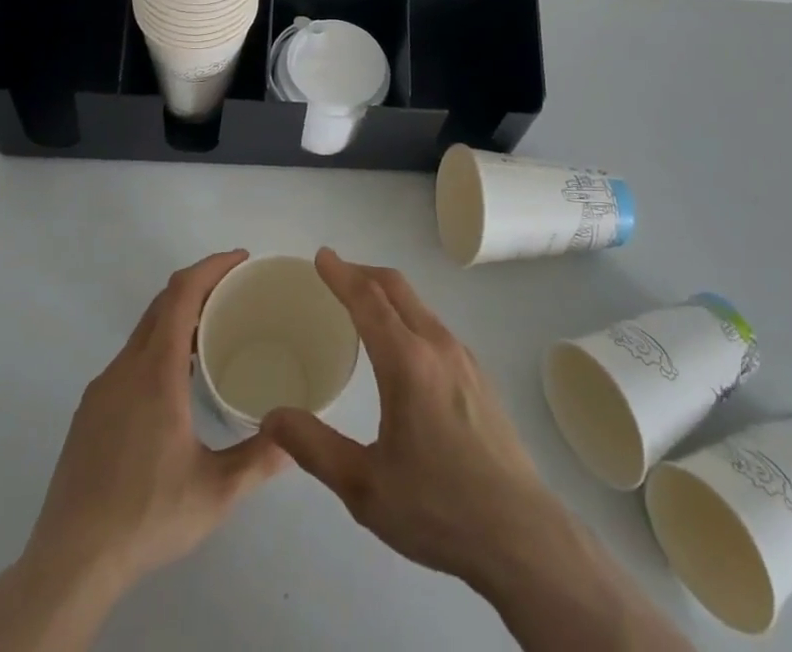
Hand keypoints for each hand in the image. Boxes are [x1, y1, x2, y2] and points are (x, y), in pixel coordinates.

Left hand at [30, 249, 288, 582]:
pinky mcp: (89, 413)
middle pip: (161, 304)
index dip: (211, 267)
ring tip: (212, 333)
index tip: (241, 259)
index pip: (181, 294)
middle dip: (199, 285)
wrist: (68, 564)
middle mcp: (125, 369)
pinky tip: (175, 383)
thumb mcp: (215, 492)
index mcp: (155, 373)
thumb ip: (259, 459)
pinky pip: (130, 359)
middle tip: (236, 291)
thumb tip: (297, 435)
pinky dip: (158, 346)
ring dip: (177, 317)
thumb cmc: (145, 517)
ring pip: (143, 332)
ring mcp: (102, 390)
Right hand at [261, 250, 691, 651]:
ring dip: (387, 294)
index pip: (367, 299)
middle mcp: (437, 345)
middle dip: (363, 272)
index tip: (321, 256)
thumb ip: (313, 446)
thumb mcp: (364, 486)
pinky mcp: (480, 377)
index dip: (341, 274)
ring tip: (362, 308)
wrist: (520, 535)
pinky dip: (408, 316)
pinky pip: (435, 327)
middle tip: (335, 274)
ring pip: (419, 306)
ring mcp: (464, 358)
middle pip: (397, 288)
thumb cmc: (437, 508)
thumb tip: (270, 416)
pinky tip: (402, 349)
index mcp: (407, 361)